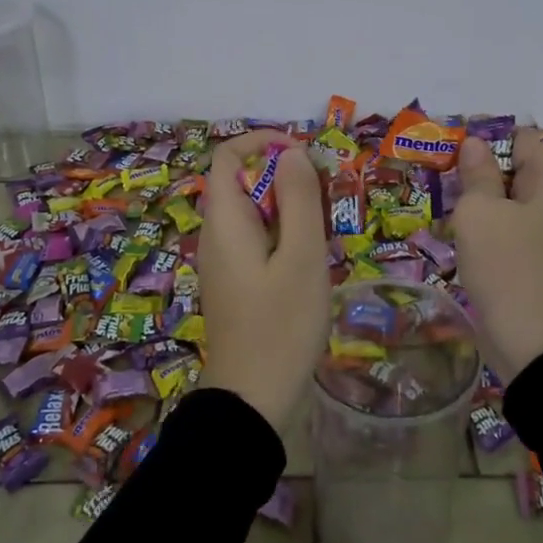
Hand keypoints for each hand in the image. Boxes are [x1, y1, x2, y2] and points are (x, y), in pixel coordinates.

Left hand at [197, 132, 329, 431]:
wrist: (253, 400)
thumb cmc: (281, 325)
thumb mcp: (302, 256)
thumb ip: (298, 198)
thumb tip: (291, 152)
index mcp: (224, 221)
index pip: (228, 156)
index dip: (262, 142)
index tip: (304, 155)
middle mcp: (216, 235)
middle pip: (242, 181)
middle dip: (284, 176)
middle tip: (326, 194)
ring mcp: (223, 261)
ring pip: (252, 212)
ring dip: (287, 206)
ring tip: (324, 227)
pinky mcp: (235, 282)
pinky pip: (255, 239)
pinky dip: (282, 233)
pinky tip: (310, 258)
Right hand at [453, 130, 542, 381]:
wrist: (533, 342)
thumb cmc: (506, 264)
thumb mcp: (481, 211)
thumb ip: (476, 174)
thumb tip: (474, 143)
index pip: (519, 139)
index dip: (486, 137)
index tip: (450, 145)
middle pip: (510, 170)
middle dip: (474, 169)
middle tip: (435, 171)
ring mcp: (538, 235)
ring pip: (502, 203)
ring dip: (473, 200)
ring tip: (437, 199)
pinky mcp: (526, 262)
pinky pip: (500, 231)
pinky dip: (479, 228)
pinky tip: (452, 233)